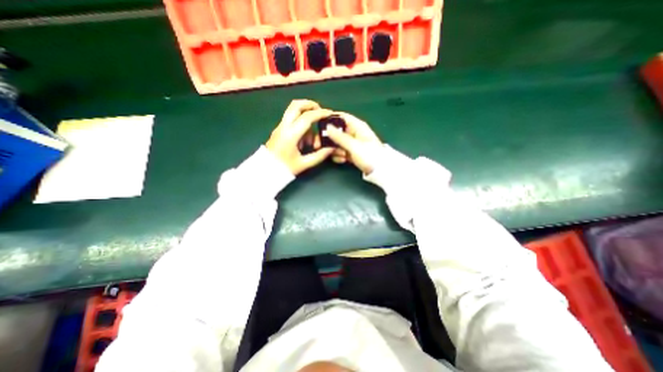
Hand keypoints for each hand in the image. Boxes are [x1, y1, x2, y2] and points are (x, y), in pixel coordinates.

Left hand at [265, 100, 333, 176]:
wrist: (265, 171)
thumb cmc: (284, 168)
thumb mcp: (304, 164)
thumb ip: (319, 155)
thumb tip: (332, 148)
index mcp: (291, 134)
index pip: (307, 117)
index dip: (320, 113)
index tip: (330, 114)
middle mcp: (284, 126)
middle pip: (296, 105)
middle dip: (310, 105)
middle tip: (320, 112)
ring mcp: (280, 127)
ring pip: (293, 111)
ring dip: (305, 117)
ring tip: (311, 137)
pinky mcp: (278, 130)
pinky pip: (291, 120)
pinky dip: (300, 124)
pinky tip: (304, 140)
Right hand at [323, 112, 383, 173]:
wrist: (379, 171)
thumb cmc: (369, 155)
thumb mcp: (354, 146)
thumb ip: (339, 137)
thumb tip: (327, 126)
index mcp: (357, 126)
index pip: (342, 117)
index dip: (331, 119)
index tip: (319, 125)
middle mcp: (354, 133)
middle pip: (337, 131)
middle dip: (330, 138)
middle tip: (321, 145)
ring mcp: (352, 144)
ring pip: (337, 142)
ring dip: (335, 149)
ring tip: (341, 156)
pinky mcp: (351, 153)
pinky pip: (340, 151)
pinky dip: (339, 156)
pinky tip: (343, 160)